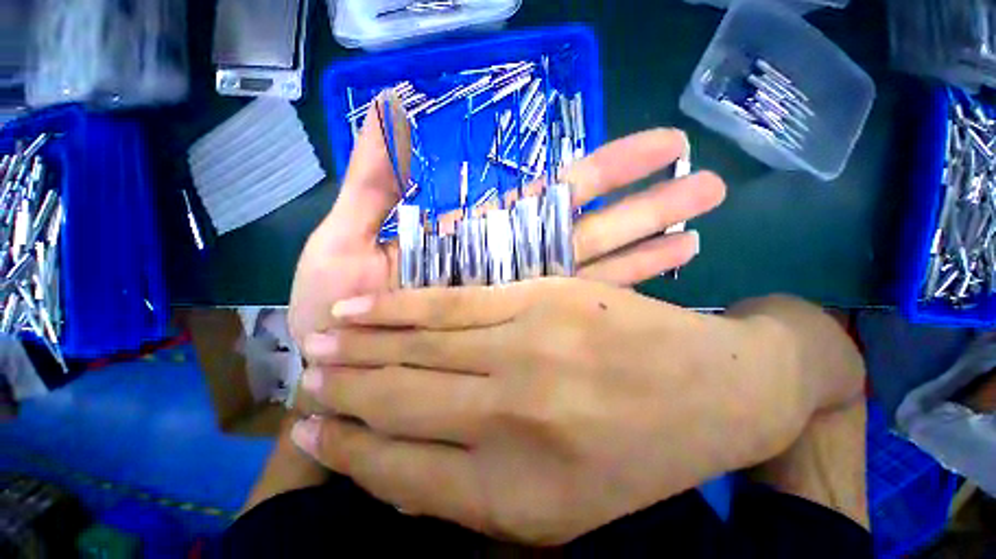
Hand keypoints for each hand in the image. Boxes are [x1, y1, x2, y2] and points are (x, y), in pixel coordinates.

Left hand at [289, 94, 724, 344]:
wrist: (344, 374)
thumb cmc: (335, 309)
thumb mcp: (345, 241)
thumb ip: (372, 184)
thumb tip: (392, 107)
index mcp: (479, 240)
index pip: (554, 196)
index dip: (607, 171)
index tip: (662, 147)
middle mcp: (511, 268)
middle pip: (589, 229)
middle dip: (646, 206)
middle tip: (707, 184)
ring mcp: (522, 307)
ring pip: (596, 269)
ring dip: (647, 247)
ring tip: (701, 227)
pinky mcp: (521, 342)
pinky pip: (578, 314)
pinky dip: (619, 296)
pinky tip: (660, 283)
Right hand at [292, 279, 809, 544]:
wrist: (715, 388)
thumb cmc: (643, 450)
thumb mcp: (564, 500)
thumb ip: (476, 483)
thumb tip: (394, 458)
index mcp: (517, 496)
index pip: (398, 472)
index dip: (346, 451)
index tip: (310, 432)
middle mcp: (510, 421)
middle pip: (400, 402)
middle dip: (343, 393)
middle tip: (304, 382)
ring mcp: (525, 351)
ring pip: (418, 347)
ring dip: (361, 349)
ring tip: (319, 343)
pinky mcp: (537, 300)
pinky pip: (451, 305)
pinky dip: (401, 309)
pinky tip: (362, 309)